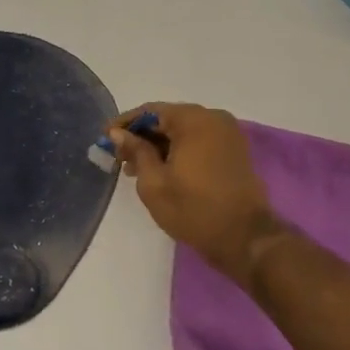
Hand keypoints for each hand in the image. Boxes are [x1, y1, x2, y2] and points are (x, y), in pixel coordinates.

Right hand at [109, 103, 280, 284]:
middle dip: (142, 136)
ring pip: (184, 131)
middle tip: (119, 158)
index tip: (104, 138)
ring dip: (160, 145)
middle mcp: (213, 118)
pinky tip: (162, 169)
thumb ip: (136, 151)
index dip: (124, 124)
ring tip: (137, 169)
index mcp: (193, 120)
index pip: (150, 111)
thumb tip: (118, 133)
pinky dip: (179, 150)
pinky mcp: (235, 150)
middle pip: (168, 119)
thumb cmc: (194, 210)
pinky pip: (200, 141)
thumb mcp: (154, 183)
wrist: (245, 238)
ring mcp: (228, 133)